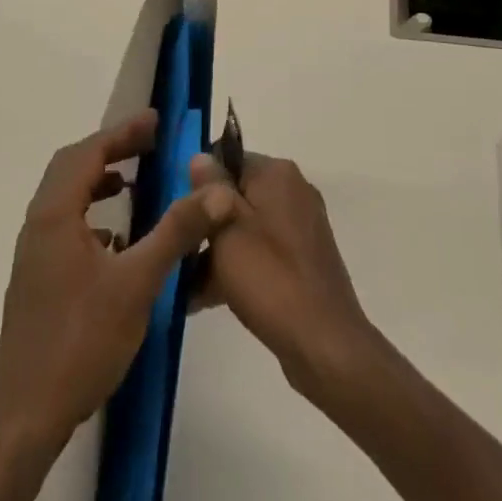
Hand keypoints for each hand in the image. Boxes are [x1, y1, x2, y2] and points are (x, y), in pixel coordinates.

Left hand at [0, 109, 236, 453]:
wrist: (25, 415)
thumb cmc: (81, 341)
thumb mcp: (137, 282)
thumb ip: (176, 232)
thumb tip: (216, 192)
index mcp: (55, 214)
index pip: (89, 152)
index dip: (123, 132)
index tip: (156, 122)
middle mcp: (38, 224)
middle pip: (72, 166)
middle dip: (111, 149)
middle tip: (149, 144)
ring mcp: (34, 253)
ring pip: (66, 197)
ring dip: (98, 180)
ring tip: (133, 181)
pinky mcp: (36, 279)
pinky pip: (64, 225)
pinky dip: (91, 214)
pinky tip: (117, 239)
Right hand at [189, 151, 379, 399]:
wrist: (324, 344)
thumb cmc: (269, 278)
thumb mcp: (227, 229)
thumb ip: (209, 189)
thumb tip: (199, 157)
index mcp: (277, 173)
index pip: (227, 158)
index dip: (199, 183)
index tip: (179, 213)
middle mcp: (293, 190)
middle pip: (235, 193)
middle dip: (205, 222)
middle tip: (177, 250)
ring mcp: (301, 226)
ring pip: (245, 226)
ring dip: (216, 250)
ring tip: (183, 284)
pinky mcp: (303, 259)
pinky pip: (261, 251)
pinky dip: (237, 267)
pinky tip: (205, 298)